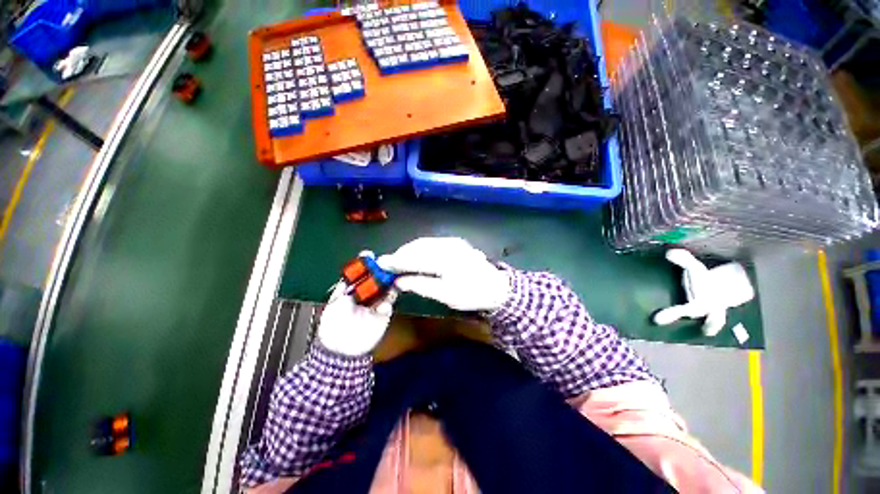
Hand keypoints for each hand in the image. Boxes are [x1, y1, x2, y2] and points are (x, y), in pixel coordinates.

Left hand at [318, 253, 396, 356]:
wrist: (342, 350)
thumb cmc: (334, 324)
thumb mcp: (336, 302)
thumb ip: (347, 285)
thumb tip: (354, 271)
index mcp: (352, 289)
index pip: (361, 273)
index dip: (366, 264)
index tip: (370, 255)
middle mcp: (365, 294)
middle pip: (376, 278)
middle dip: (380, 271)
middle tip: (385, 266)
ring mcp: (376, 303)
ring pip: (385, 288)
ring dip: (388, 282)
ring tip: (389, 278)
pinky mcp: (384, 313)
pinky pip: (390, 302)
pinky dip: (390, 299)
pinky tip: (385, 301)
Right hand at [378, 237, 510, 311]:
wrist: (496, 287)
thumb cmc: (471, 294)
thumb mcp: (445, 294)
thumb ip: (420, 285)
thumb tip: (398, 282)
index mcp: (444, 259)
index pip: (414, 258)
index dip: (396, 261)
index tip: (381, 264)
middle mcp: (447, 245)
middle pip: (417, 247)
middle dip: (401, 255)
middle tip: (389, 265)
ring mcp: (452, 241)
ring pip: (423, 243)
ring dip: (409, 251)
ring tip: (399, 262)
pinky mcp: (455, 242)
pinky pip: (432, 243)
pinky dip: (420, 249)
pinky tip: (416, 257)